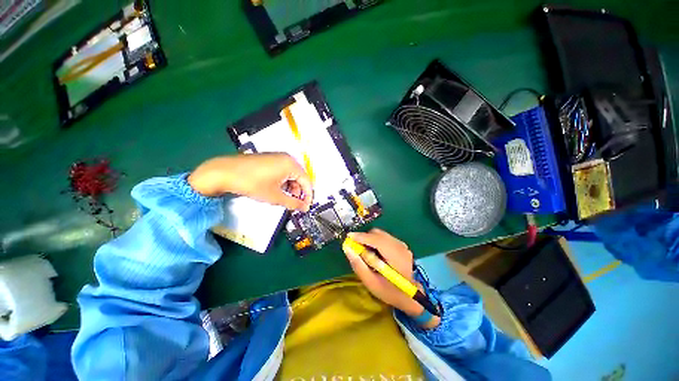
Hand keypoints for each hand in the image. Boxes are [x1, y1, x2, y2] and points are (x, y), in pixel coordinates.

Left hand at [188, 153, 312, 210]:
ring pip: (290, 175)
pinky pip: (282, 172)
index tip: (305, 207)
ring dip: (290, 188)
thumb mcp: (275, 196)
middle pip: (299, 177)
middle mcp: (286, 158)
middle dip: (298, 192)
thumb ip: (293, 203)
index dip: (308, 196)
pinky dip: (282, 183)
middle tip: (294, 204)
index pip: (306, 181)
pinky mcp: (268, 159)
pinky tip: (276, 191)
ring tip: (284, 199)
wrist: (224, 172)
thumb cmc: (252, 183)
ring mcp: (276, 157)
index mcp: (291, 164)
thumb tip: (305, 208)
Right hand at [343, 229, 423, 316]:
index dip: (362, 237)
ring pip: (380, 234)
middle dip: (364, 238)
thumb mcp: (371, 283)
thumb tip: (348, 249)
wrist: (409, 295)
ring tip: (364, 251)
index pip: (378, 241)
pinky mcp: (400, 244)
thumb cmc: (389, 292)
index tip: (348, 237)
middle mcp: (400, 247)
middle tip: (355, 247)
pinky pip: (384, 237)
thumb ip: (358, 265)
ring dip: (369, 239)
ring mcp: (401, 244)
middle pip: (378, 234)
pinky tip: (373, 252)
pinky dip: (375, 241)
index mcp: (396, 257)